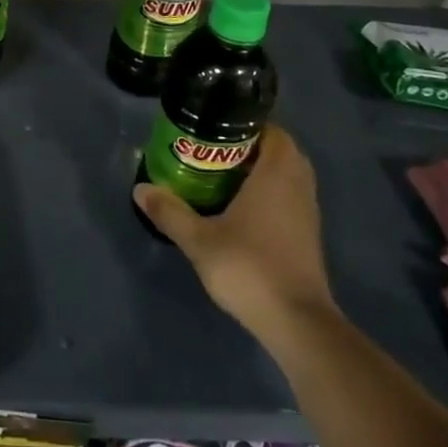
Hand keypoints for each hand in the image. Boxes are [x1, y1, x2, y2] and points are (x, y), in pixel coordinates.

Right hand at [133, 125, 337, 343]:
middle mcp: (298, 186)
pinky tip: (239, 207)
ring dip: (260, 170)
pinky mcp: (307, 235)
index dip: (247, 123)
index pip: (273, 131)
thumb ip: (170, 212)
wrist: (297, 323)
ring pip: (287, 176)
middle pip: (279, 150)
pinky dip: (268, 192)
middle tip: (213, 148)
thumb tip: (140, 189)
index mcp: (277, 175)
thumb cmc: (250, 268)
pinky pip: (289, 197)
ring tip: (221, 173)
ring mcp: (307, 212)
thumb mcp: (199, 240)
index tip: (216, 125)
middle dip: (249, 146)